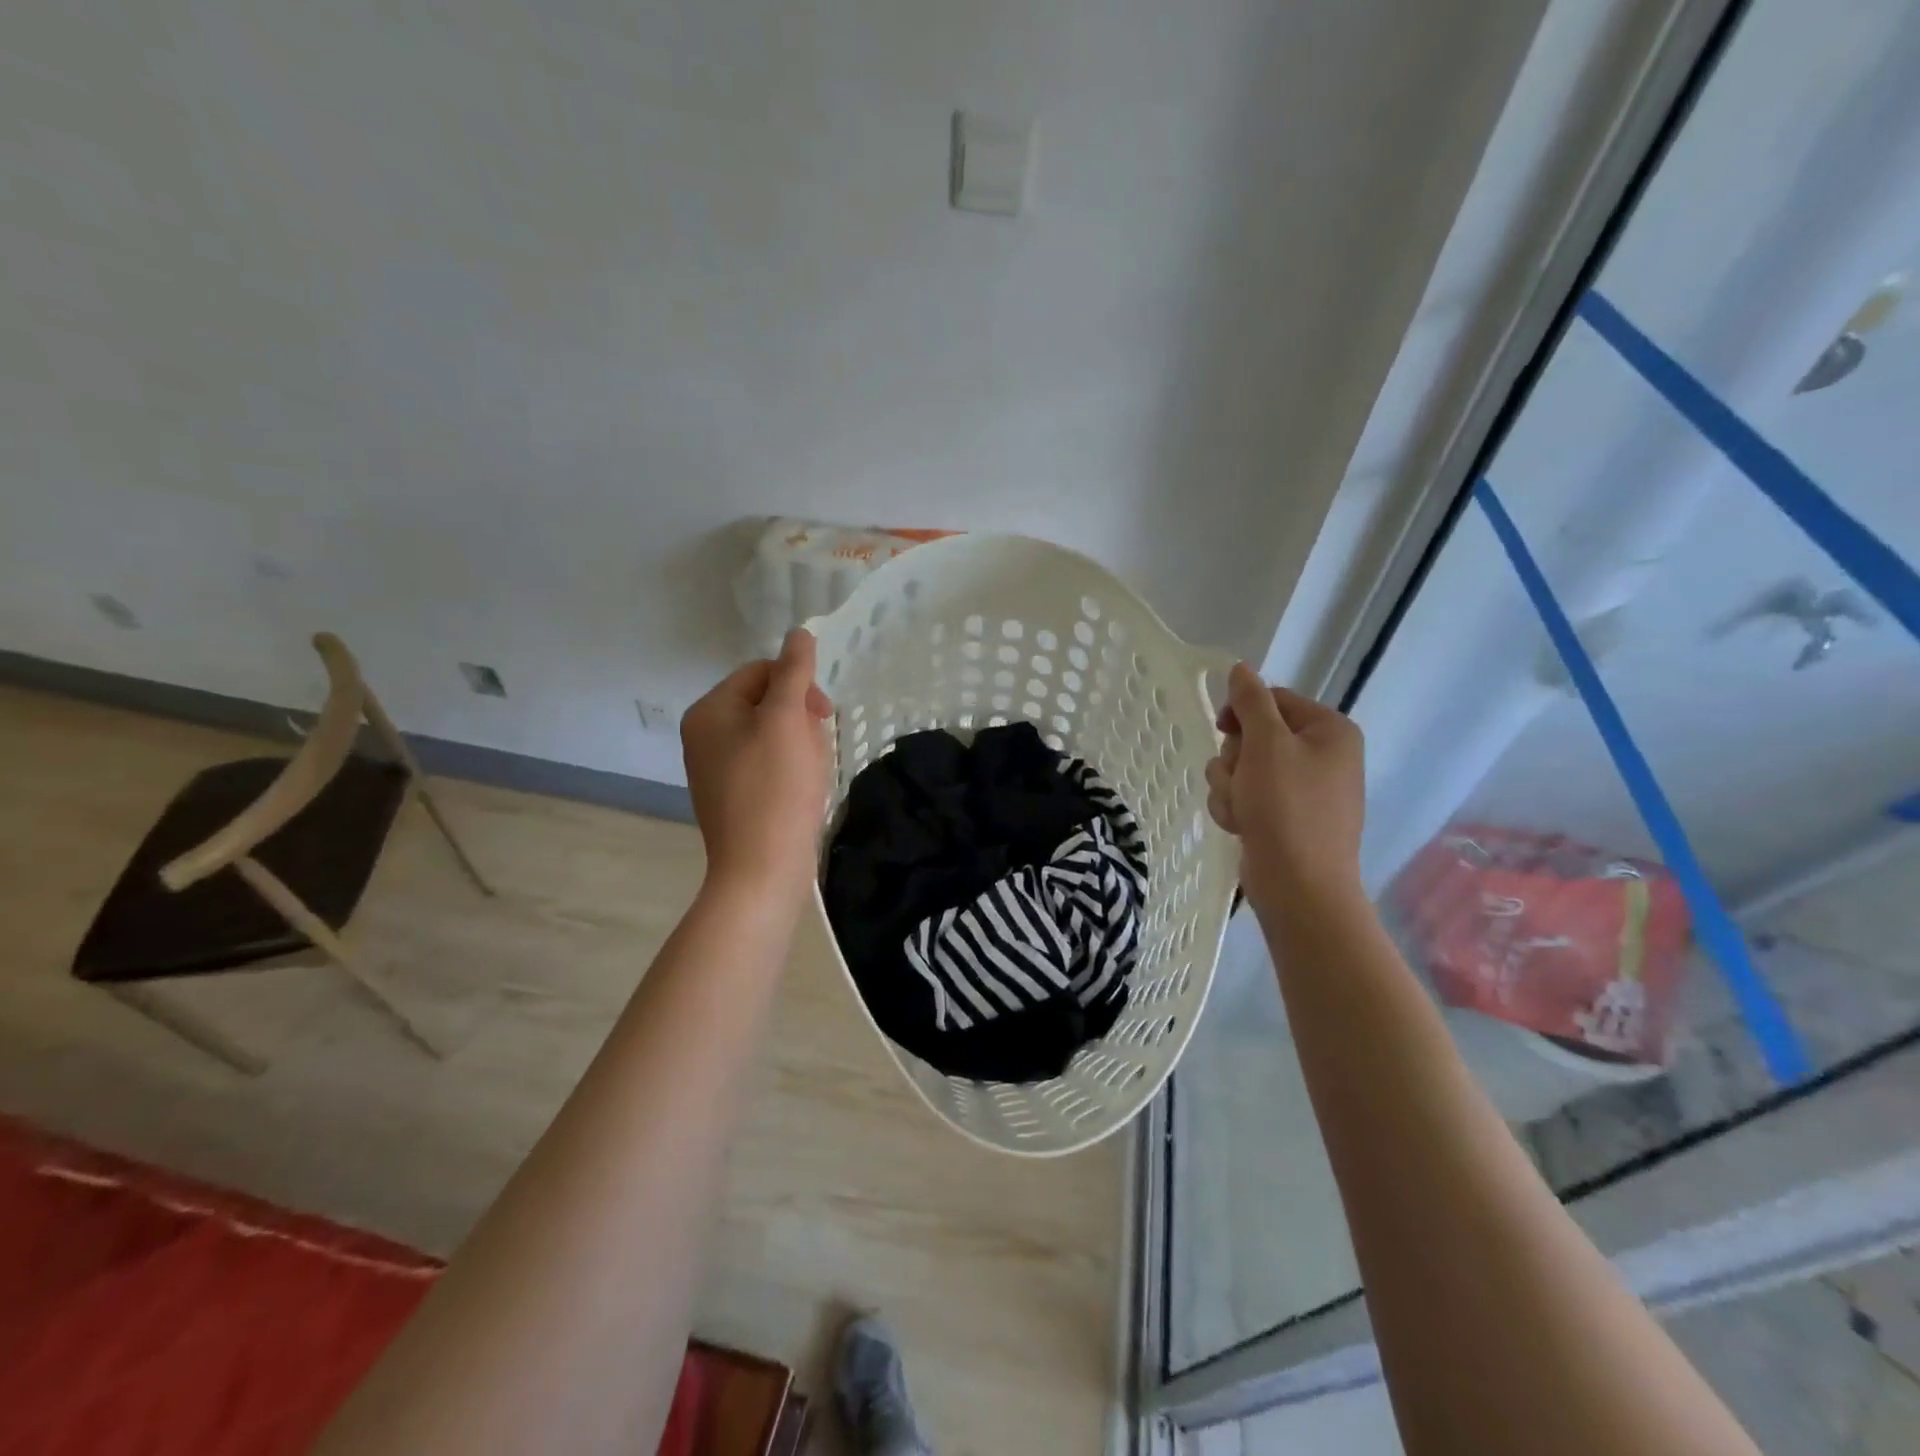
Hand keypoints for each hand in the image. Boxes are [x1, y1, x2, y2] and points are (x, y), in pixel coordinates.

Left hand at [682, 629, 833, 898]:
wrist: (762, 870)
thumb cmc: (775, 789)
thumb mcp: (786, 721)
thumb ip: (793, 672)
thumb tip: (799, 632)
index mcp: (709, 711)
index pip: (760, 672)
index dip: (798, 684)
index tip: (824, 714)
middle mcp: (705, 735)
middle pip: (765, 702)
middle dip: (800, 719)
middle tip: (817, 748)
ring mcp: (717, 768)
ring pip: (772, 735)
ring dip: (801, 745)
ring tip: (812, 774)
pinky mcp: (733, 796)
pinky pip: (768, 764)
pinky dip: (792, 770)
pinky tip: (804, 791)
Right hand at [1207, 664, 1366, 912]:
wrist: (1299, 886)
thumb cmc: (1286, 807)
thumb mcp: (1266, 744)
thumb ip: (1251, 701)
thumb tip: (1240, 668)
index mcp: (1330, 730)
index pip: (1273, 699)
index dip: (1241, 713)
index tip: (1221, 730)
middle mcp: (1323, 756)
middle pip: (1254, 735)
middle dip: (1234, 759)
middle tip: (1241, 780)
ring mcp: (1305, 790)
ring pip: (1243, 768)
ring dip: (1229, 786)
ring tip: (1240, 810)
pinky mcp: (1286, 818)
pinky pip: (1248, 797)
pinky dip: (1237, 808)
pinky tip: (1241, 827)